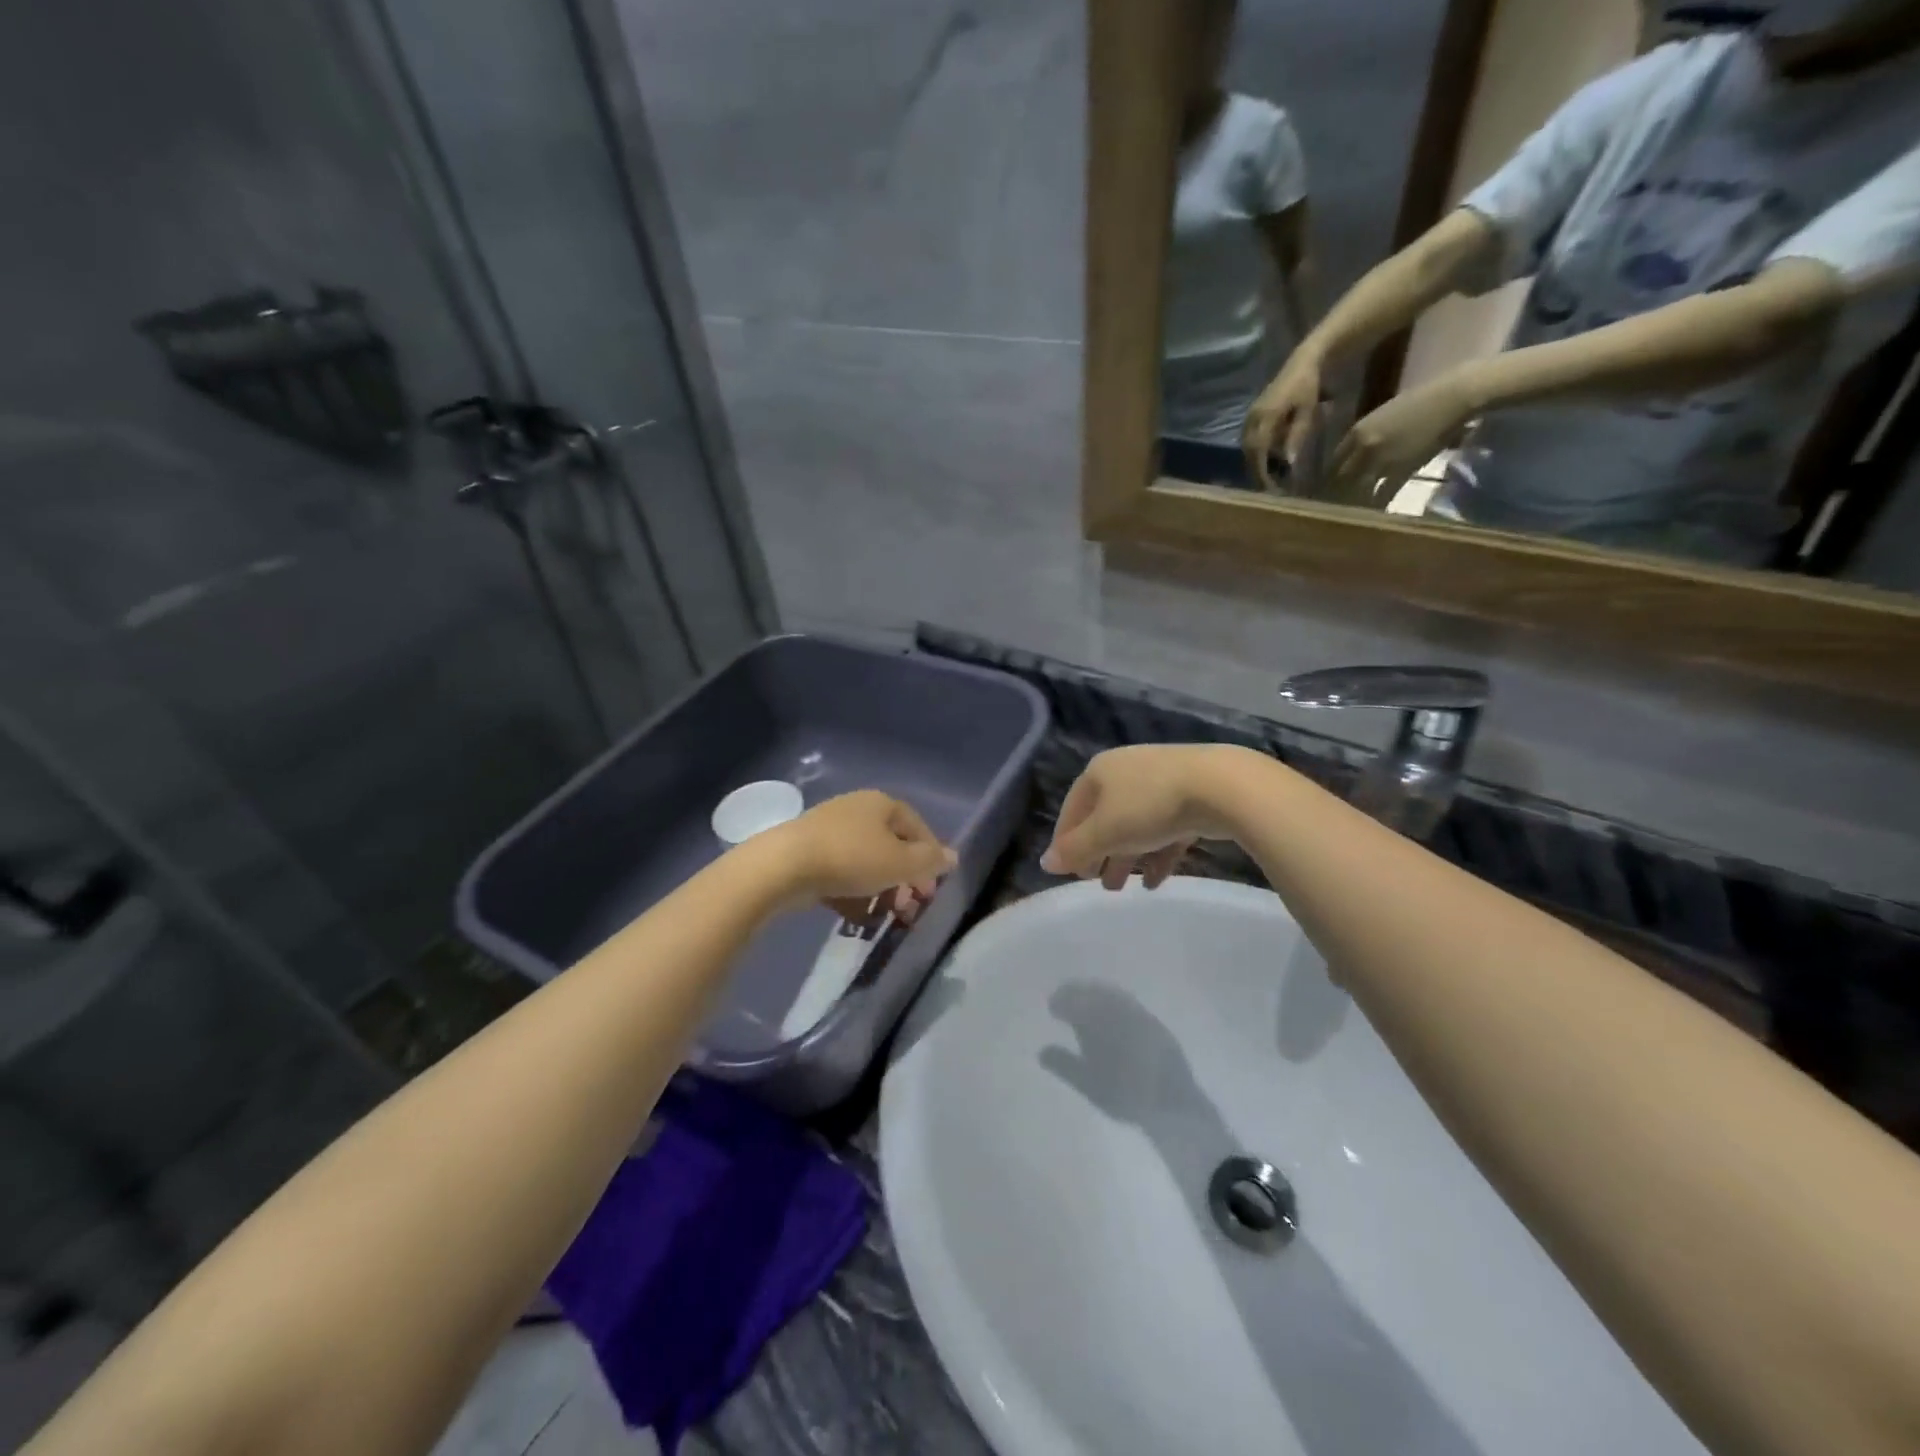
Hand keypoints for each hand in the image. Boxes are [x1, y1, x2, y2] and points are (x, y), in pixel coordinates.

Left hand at [761, 791, 955, 926]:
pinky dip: (853, 894)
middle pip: (891, 846)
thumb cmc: (852, 858)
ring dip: (881, 891)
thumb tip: (953, 857)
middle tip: (910, 909)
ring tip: (885, 917)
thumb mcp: (900, 862)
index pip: (918, 828)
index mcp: (882, 804)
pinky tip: (857, 917)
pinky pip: (841, 874)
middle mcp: (857, 810)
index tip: (933, 889)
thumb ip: (930, 861)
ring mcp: (829, 830)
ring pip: (866, 862)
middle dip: (904, 880)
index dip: (930, 858)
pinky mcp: (807, 853)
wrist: (783, 866)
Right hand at [1040, 746, 1237, 890]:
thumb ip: (1074, 849)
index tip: (1069, 872)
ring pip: (1136, 826)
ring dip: (1127, 858)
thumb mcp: (1105, 832)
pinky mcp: (1192, 796)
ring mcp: (1162, 782)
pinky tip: (1154, 881)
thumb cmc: (1150, 806)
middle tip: (1096, 882)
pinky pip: (1166, 829)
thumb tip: (1045, 863)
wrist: (1222, 787)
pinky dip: (1157, 854)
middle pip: (1104, 818)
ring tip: (1123, 888)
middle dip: (1100, 853)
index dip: (1067, 842)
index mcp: (1099, 772)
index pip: (1072, 809)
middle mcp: (1126, 772)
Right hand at [1242, 349, 1324, 490]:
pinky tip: (1266, 462)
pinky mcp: (1251, 417)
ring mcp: (1249, 417)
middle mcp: (1252, 418)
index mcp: (1265, 417)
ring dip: (1255, 464)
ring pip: (1247, 448)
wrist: (1302, 362)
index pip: (1258, 451)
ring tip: (1267, 479)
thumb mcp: (1307, 412)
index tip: (1270, 488)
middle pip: (1249, 452)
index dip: (1262, 472)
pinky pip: (1249, 440)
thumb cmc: (1308, 386)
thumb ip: (1296, 437)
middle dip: (1257, 472)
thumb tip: (1288, 463)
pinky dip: (1256, 454)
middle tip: (1268, 489)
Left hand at [1327, 372, 1475, 501]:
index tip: (1327, 486)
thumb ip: (1365, 435)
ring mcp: (1382, 460)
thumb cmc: (1420, 402)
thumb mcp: (1381, 416)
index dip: (1329, 476)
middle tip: (1333, 505)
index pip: (1333, 461)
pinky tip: (1375, 511)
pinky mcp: (1402, 471)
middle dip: (1335, 492)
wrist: (1452, 398)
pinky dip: (1377, 504)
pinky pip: (1383, 494)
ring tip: (1349, 513)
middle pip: (1341, 478)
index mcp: (1357, 431)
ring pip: (1358, 488)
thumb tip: (1353, 454)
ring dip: (1353, 501)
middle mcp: (1364, 447)